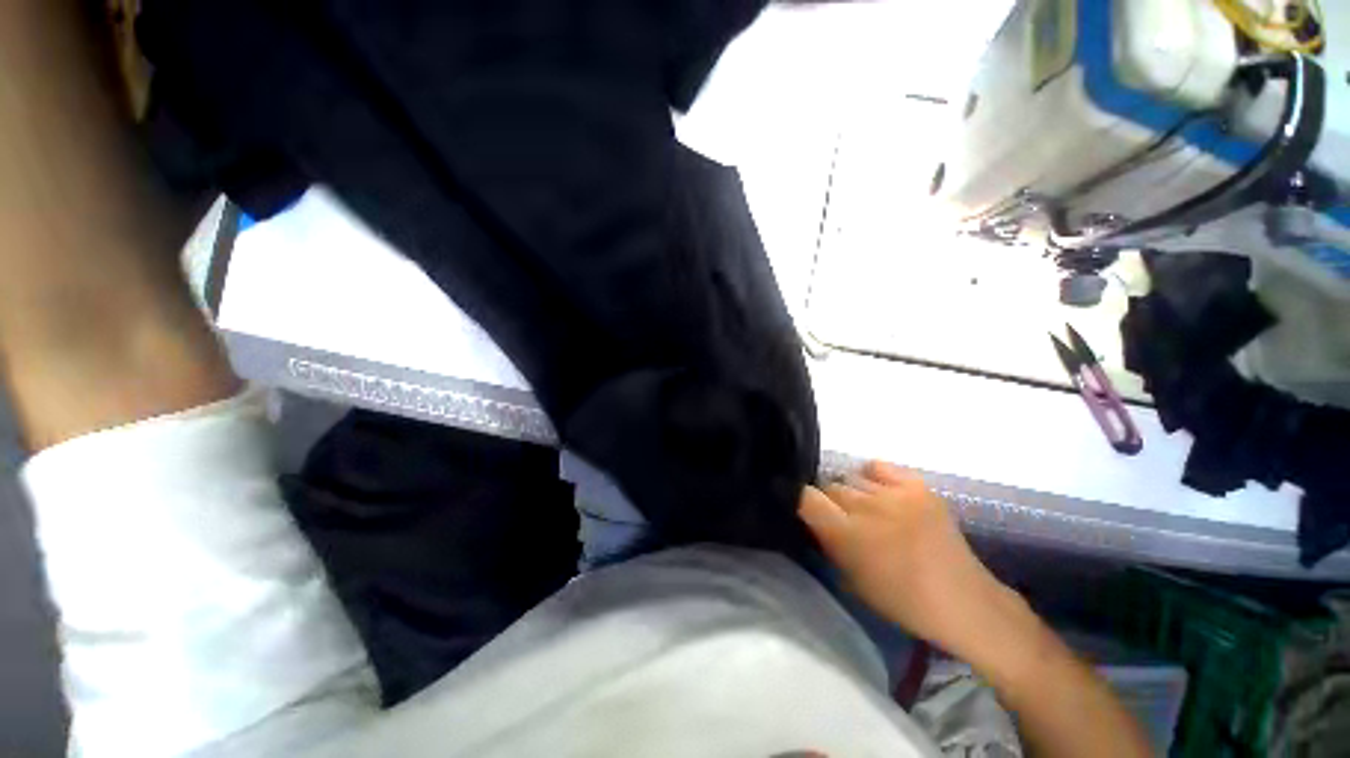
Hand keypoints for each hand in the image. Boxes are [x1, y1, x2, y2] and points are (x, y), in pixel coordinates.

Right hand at [798, 461, 1019, 656]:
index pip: (806, 497)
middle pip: (830, 486)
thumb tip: (812, 518)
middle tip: (843, 518)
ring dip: (853, 493)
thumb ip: (827, 542)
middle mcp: (866, 506)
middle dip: (830, 501)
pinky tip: (882, 493)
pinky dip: (874, 477)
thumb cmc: (900, 599)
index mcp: (847, 534)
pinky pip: (879, 467)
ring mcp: (893, 492)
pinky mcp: (916, 485)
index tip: (809, 511)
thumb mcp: (850, 579)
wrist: (961, 600)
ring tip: (868, 510)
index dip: (803, 501)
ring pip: (853, 478)